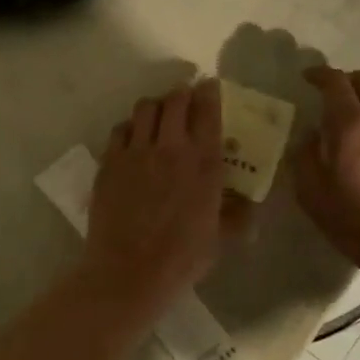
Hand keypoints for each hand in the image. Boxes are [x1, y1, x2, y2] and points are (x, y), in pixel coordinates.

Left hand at [84, 79, 246, 319]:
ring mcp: (136, 152)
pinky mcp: (109, 162)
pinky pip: (120, 129)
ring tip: (158, 116)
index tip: (210, 87)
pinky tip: (133, 139)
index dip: (210, 92)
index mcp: (204, 163)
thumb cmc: (181, 259)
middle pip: (175, 99)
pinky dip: (130, 126)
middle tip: (184, 99)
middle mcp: (170, 148)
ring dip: (155, 105)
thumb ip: (237, 216)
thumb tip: (250, 207)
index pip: (208, 110)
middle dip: (182, 93)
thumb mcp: (220, 238)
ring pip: (144, 107)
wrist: (129, 272)